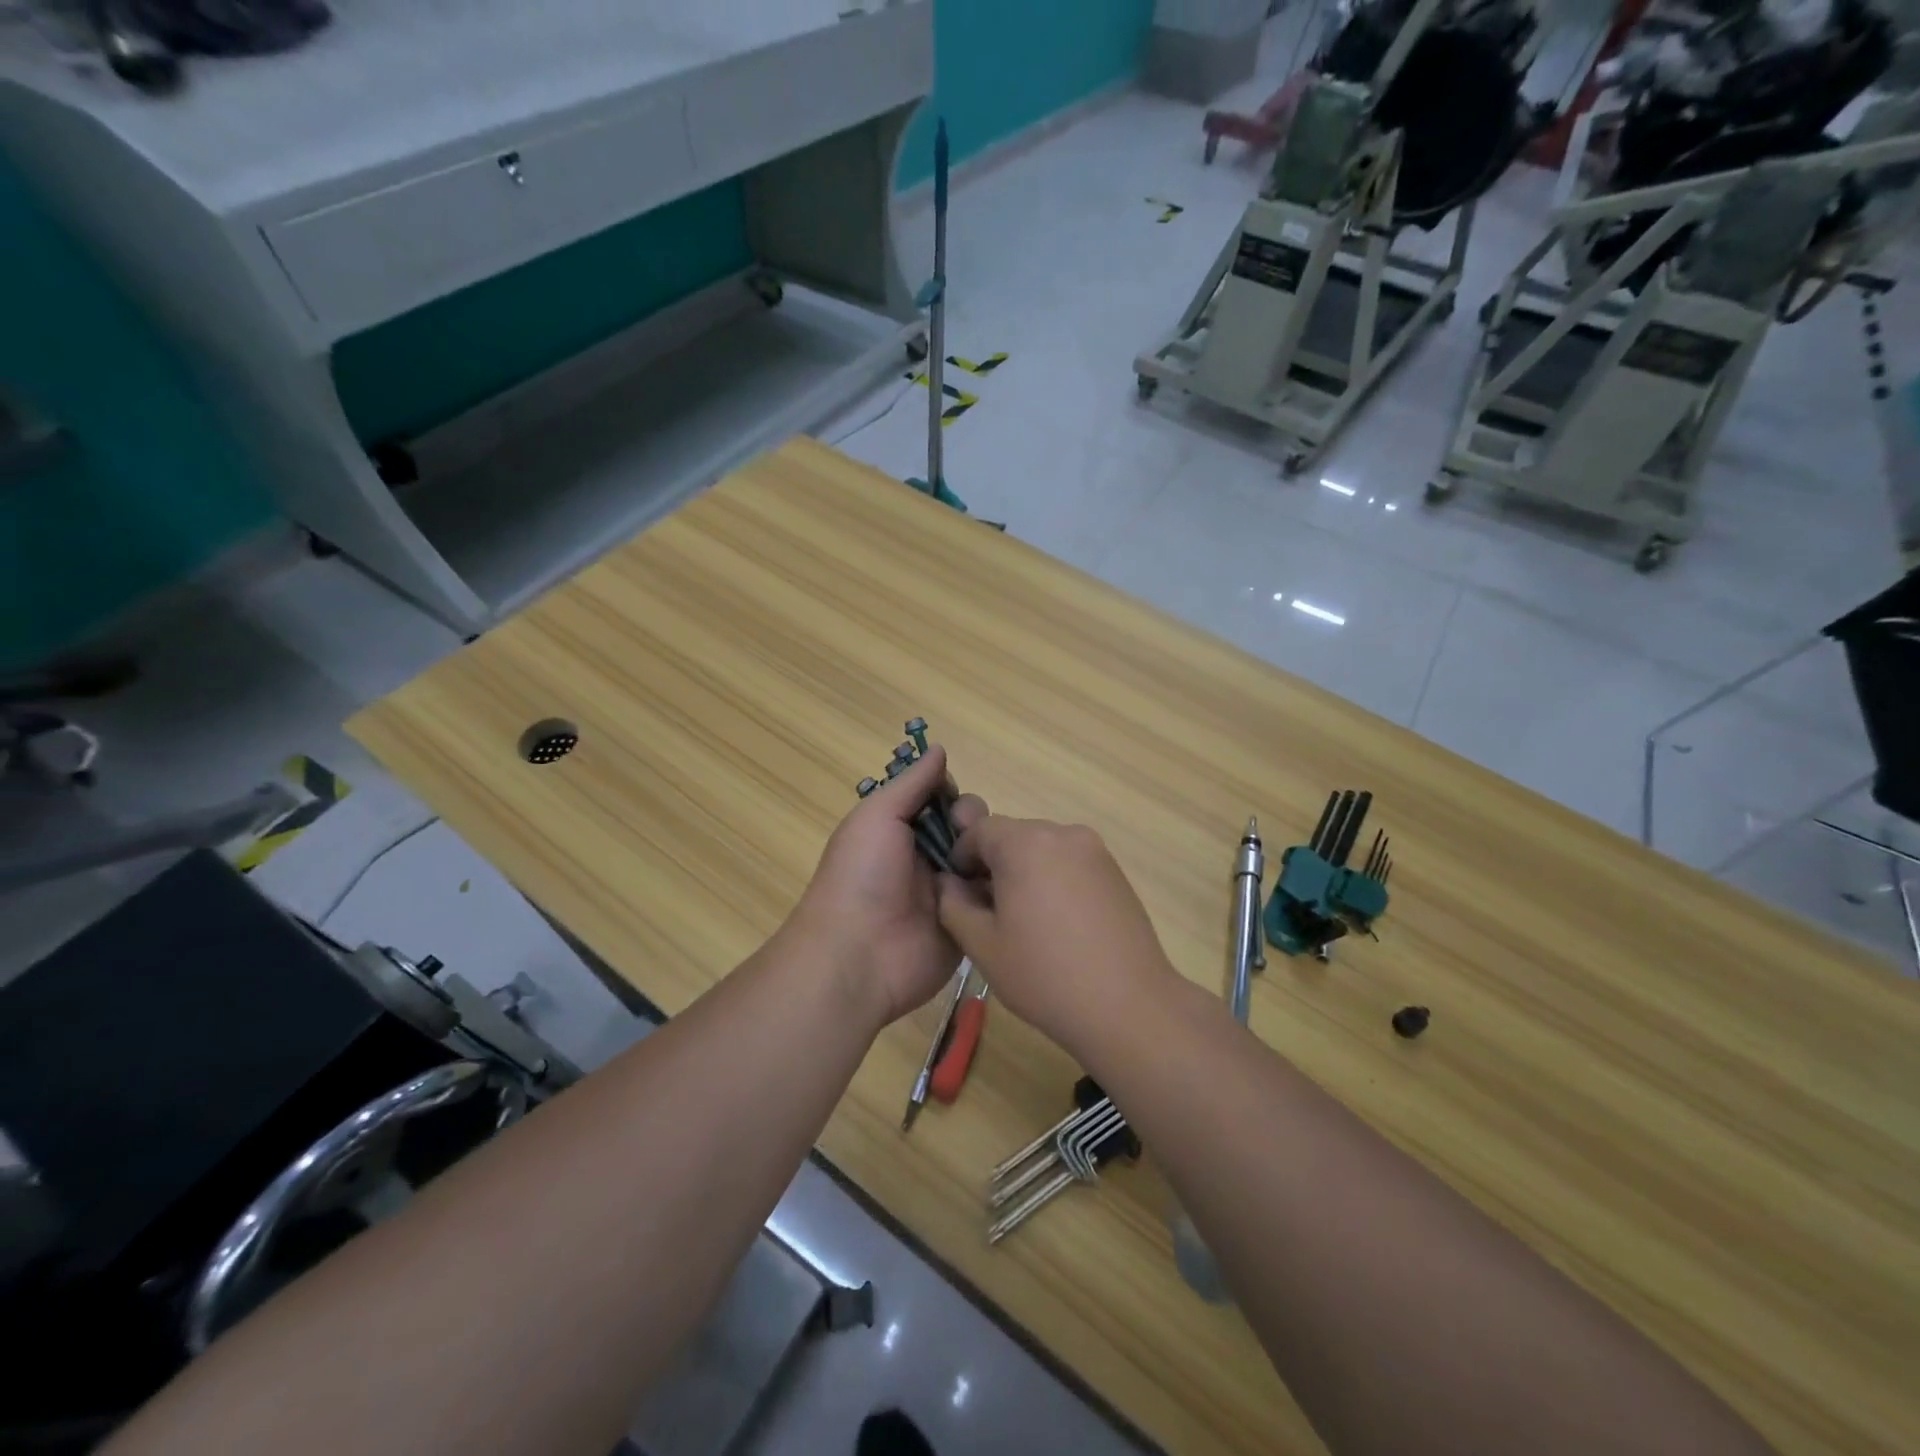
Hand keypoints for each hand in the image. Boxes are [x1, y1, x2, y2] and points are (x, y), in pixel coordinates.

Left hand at [788, 746, 987, 1027]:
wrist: (858, 956)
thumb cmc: (862, 876)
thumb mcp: (878, 817)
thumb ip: (911, 784)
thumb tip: (939, 748)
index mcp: (899, 831)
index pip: (938, 801)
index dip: (951, 793)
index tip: (952, 797)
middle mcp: (924, 859)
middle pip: (966, 827)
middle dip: (974, 822)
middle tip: (966, 834)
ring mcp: (948, 893)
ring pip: (983, 859)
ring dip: (991, 852)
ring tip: (988, 859)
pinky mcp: (968, 924)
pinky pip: (992, 898)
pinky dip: (1001, 887)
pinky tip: (1011, 882)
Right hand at [936, 816, 1177, 1054]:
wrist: (1128, 1006)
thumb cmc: (1044, 975)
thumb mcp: (981, 944)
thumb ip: (953, 903)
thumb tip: (949, 882)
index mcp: (1025, 843)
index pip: (979, 829)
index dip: (961, 857)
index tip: (960, 892)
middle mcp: (1062, 834)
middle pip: (1013, 836)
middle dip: (994, 864)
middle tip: (988, 911)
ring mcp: (1095, 851)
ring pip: (1043, 849)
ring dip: (1025, 872)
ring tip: (1026, 923)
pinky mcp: (1116, 872)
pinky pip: (1071, 864)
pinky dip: (1055, 881)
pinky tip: (1058, 926)